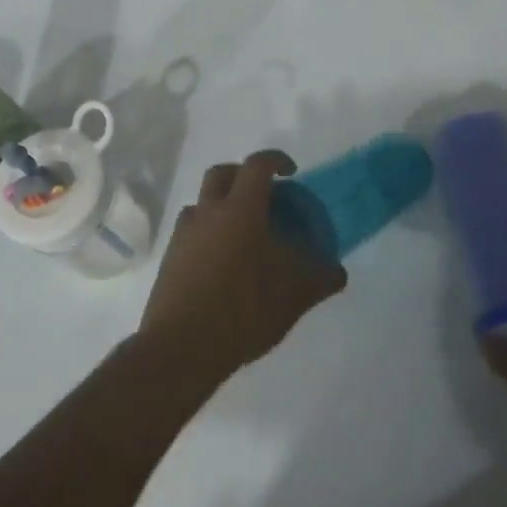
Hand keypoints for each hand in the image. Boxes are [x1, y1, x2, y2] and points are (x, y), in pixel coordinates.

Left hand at [138, 150, 347, 382]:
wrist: (183, 346)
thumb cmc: (245, 309)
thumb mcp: (297, 294)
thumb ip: (322, 276)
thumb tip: (337, 270)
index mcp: (240, 209)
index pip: (258, 165)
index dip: (276, 160)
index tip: (291, 173)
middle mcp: (207, 212)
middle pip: (222, 174)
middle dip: (243, 176)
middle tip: (263, 196)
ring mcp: (183, 235)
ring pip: (202, 204)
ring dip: (222, 207)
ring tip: (243, 235)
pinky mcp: (169, 259)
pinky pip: (191, 234)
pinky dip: (208, 236)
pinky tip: (224, 266)